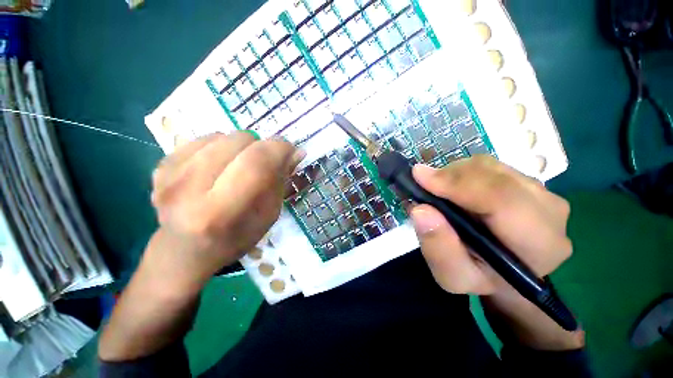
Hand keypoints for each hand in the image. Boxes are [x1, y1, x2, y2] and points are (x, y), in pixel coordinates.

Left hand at [147, 132, 303, 289]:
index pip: (257, 162)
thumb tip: (296, 151)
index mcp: (221, 212)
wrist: (185, 251)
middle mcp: (189, 190)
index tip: (290, 150)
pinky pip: (203, 138)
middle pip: (239, 141)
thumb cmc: (235, 238)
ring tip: (239, 166)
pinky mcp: (159, 166)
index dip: (279, 149)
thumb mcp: (268, 215)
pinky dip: (220, 147)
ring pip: (221, 135)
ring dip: (240, 147)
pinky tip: (219, 167)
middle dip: (261, 147)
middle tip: (263, 163)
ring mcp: (168, 175)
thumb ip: (280, 181)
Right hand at [410, 155, 571, 294]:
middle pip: (493, 175)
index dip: (457, 183)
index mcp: (538, 243)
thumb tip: (420, 209)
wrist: (505, 272)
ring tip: (438, 192)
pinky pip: (490, 166)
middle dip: (450, 176)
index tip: (419, 177)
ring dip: (454, 174)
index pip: (501, 198)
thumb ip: (438, 248)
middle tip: (423, 186)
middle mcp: (549, 210)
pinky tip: (454, 189)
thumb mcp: (452, 276)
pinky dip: (463, 173)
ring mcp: (542, 191)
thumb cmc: (479, 278)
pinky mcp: (528, 181)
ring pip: (489, 166)